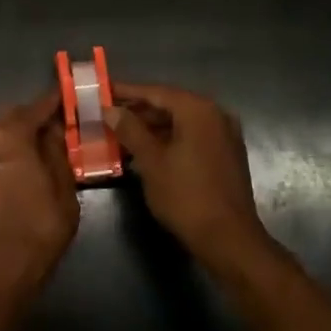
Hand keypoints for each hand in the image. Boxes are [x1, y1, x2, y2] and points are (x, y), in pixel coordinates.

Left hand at [0, 92, 79, 291]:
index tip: (67, 94)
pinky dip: (11, 149)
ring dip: (19, 131)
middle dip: (33, 114)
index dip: (53, 101)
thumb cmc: (42, 221)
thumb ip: (56, 150)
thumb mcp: (62, 183)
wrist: (10, 262)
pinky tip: (27, 159)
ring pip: (0, 135)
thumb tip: (54, 128)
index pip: (35, 108)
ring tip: (43, 139)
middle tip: (57, 118)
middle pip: (12, 117)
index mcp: (12, 137)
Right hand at [104, 83, 270, 270]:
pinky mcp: (225, 155)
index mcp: (198, 110)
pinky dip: (169, 140)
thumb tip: (110, 109)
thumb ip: (130, 130)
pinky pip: (192, 137)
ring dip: (152, 127)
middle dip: (138, 110)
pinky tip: (146, 151)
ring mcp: (224, 135)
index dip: (126, 92)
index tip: (102, 91)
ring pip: (181, 122)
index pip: (155, 91)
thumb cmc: (186, 196)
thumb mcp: (151, 161)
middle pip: (169, 104)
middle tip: (108, 114)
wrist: (228, 239)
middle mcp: (215, 115)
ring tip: (120, 133)